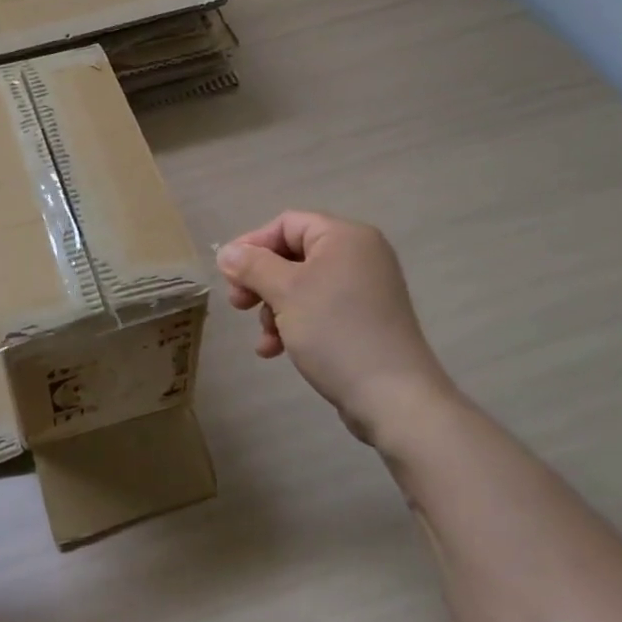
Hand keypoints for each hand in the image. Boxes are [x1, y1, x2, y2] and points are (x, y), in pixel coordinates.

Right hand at [217, 211, 454, 448]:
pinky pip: (318, 309)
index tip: (228, 274)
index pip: (287, 224)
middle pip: (292, 255)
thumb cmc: (336, 331)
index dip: (253, 245)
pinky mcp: (364, 321)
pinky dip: (293, 323)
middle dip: (260, 281)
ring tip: (264, 337)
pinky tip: (275, 350)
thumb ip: (252, 266)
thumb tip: (227, 252)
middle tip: (238, 305)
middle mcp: (358, 255)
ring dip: (273, 308)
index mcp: (344, 237)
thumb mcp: (285, 292)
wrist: (394, 398)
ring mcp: (363, 290)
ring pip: (300, 286)